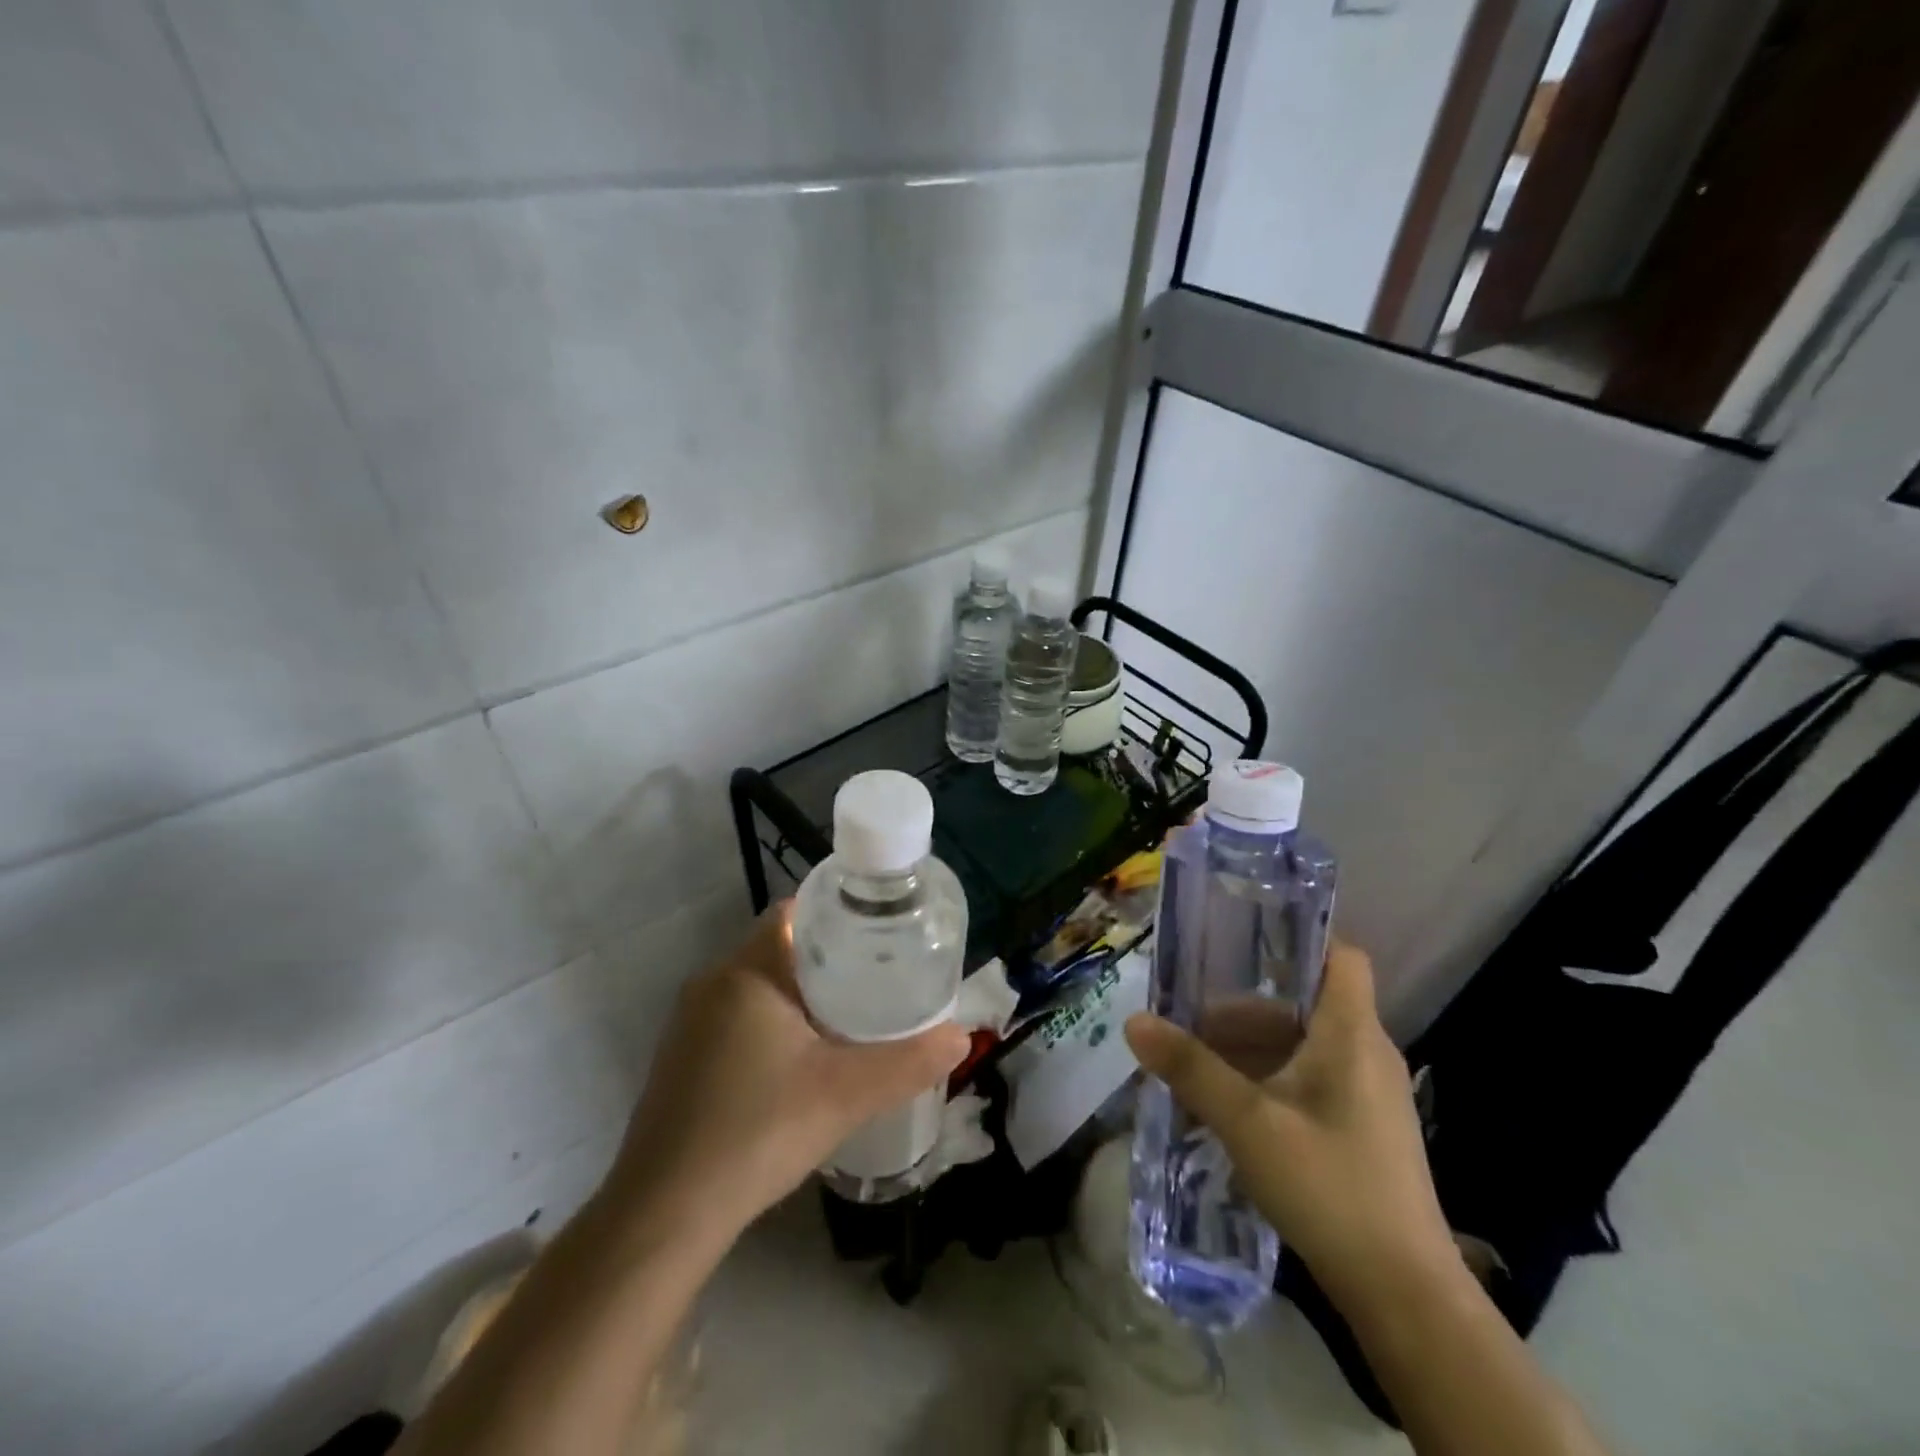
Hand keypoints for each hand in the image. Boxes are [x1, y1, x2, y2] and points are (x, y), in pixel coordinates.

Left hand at [606, 901, 969, 1240]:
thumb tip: (961, 1036)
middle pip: (780, 948)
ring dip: (800, 994)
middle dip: (829, 959)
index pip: (795, 912)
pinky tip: (800, 1062)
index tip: (878, 936)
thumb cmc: (757, 1132)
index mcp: (747, 971)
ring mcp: (689, 1022)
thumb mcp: (845, 1094)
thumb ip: (908, 1061)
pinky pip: (736, 1017)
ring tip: (850, 1018)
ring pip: (758, 985)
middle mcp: (712, 982)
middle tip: (878, 980)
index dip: (838, 915)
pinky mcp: (680, 1058)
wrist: (663, 1215)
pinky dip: (771, 1023)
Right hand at [1125, 944, 1458, 1310]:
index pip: (1340, 956)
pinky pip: (1309, 1081)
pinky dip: (1268, 1080)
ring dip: (1250, 1049)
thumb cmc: (1329, 1187)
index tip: (1238, 942)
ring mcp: (1368, 1095)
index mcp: (1351, 1034)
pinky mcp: (1362, 1130)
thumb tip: (1135, 1021)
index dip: (1297, 938)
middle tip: (1189, 1018)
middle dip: (1244, 1009)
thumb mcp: (1248, 1123)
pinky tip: (1228, 1109)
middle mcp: (1365, 1053)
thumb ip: (1190, 1068)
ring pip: (1302, 1045)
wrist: (1405, 1297)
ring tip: (1195, 1065)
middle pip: (1303, 1003)